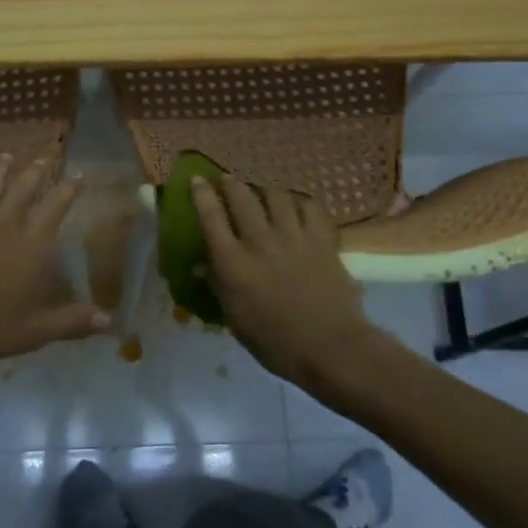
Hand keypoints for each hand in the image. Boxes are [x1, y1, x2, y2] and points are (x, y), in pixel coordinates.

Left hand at [0, 155, 109, 368]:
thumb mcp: (35, 332)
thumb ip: (73, 322)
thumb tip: (112, 321)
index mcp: (30, 247)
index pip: (55, 210)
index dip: (68, 191)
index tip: (78, 175)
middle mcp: (4, 225)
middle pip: (22, 190)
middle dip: (35, 173)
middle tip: (43, 160)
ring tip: (7, 157)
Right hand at [191, 174, 373, 387]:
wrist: (330, 347)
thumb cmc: (275, 342)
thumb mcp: (236, 318)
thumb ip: (217, 285)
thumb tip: (200, 265)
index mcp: (233, 263)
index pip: (211, 217)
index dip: (202, 194)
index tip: (197, 180)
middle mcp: (259, 241)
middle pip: (242, 198)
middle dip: (232, 184)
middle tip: (228, 179)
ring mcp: (293, 236)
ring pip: (276, 196)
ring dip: (265, 189)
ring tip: (262, 189)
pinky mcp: (321, 239)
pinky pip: (309, 207)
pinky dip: (300, 202)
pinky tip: (297, 204)